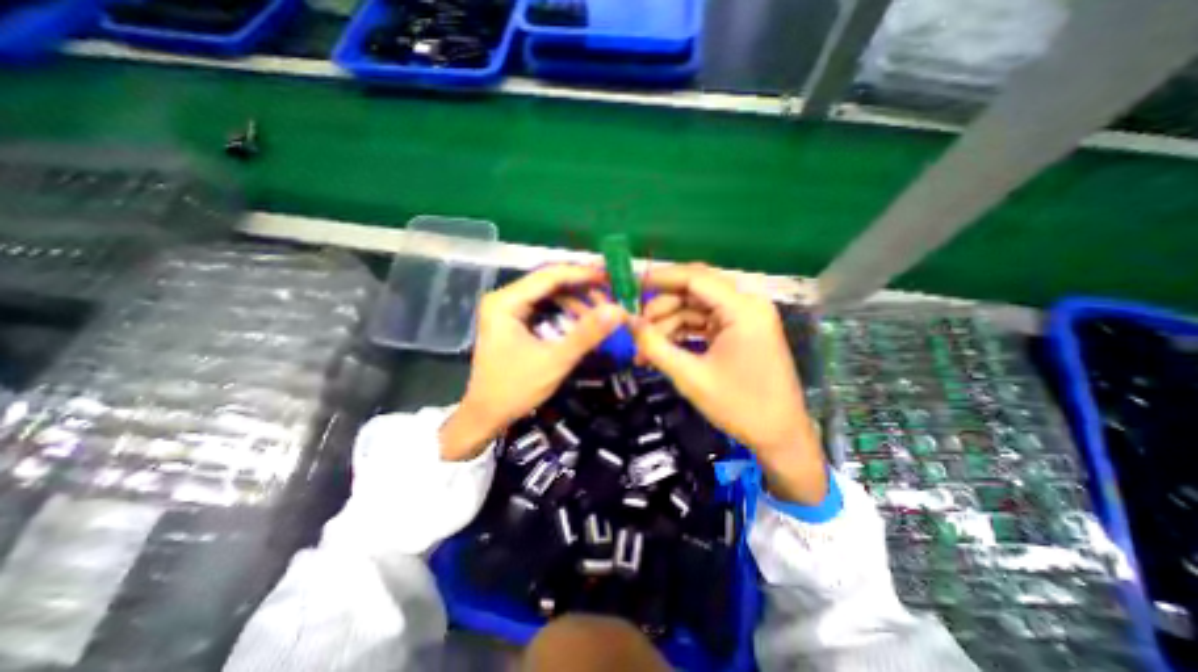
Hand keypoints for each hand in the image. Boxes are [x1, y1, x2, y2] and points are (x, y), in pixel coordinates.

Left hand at [440, 266, 626, 460]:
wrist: (486, 416)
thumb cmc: (515, 389)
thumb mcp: (555, 361)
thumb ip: (587, 334)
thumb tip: (619, 310)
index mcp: (506, 301)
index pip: (549, 276)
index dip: (582, 274)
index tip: (610, 277)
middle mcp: (504, 298)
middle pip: (548, 282)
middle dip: (581, 287)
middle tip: (610, 294)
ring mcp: (507, 309)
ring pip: (547, 294)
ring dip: (575, 300)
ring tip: (600, 309)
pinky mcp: (512, 321)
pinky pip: (543, 308)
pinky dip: (564, 311)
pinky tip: (582, 319)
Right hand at [629, 263, 828, 503]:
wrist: (780, 436)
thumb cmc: (740, 406)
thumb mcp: (690, 377)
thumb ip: (655, 346)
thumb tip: (626, 322)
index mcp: (742, 308)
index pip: (694, 277)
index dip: (660, 278)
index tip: (631, 285)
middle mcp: (746, 304)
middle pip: (693, 291)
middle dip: (661, 309)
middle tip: (636, 330)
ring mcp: (743, 318)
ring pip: (695, 308)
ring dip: (668, 325)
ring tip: (644, 350)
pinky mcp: (739, 331)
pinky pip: (703, 323)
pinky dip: (682, 334)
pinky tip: (662, 350)